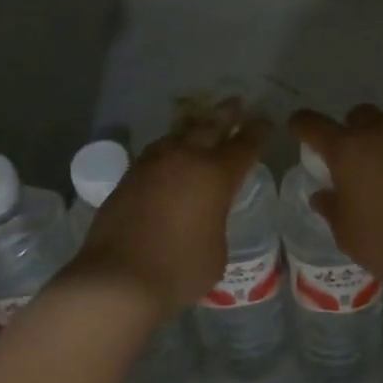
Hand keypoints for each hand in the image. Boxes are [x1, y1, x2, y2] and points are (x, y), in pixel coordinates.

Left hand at [73, 99, 270, 318]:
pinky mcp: (130, 176)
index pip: (244, 145)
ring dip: (194, 126)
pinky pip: (157, 151)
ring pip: (179, 133)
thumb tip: (205, 216)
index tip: (264, 122)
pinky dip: (170, 147)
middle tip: (235, 103)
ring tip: (200, 122)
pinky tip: (169, 154)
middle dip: (226, 114)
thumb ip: (216, 222)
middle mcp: (186, 158)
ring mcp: (154, 163)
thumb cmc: (179, 270)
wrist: (118, 279)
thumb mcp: (217, 251)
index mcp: (216, 174)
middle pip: (211, 126)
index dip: (257, 132)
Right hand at [287, 104, 382, 288]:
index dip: (300, 124)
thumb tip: (322, 194)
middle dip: (346, 127)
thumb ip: (330, 206)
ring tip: (373, 173)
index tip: (296, 129)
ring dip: (373, 141)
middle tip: (344, 156)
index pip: (313, 124)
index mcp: (347, 149)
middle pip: (356, 115)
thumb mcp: (344, 231)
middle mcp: (376, 135)